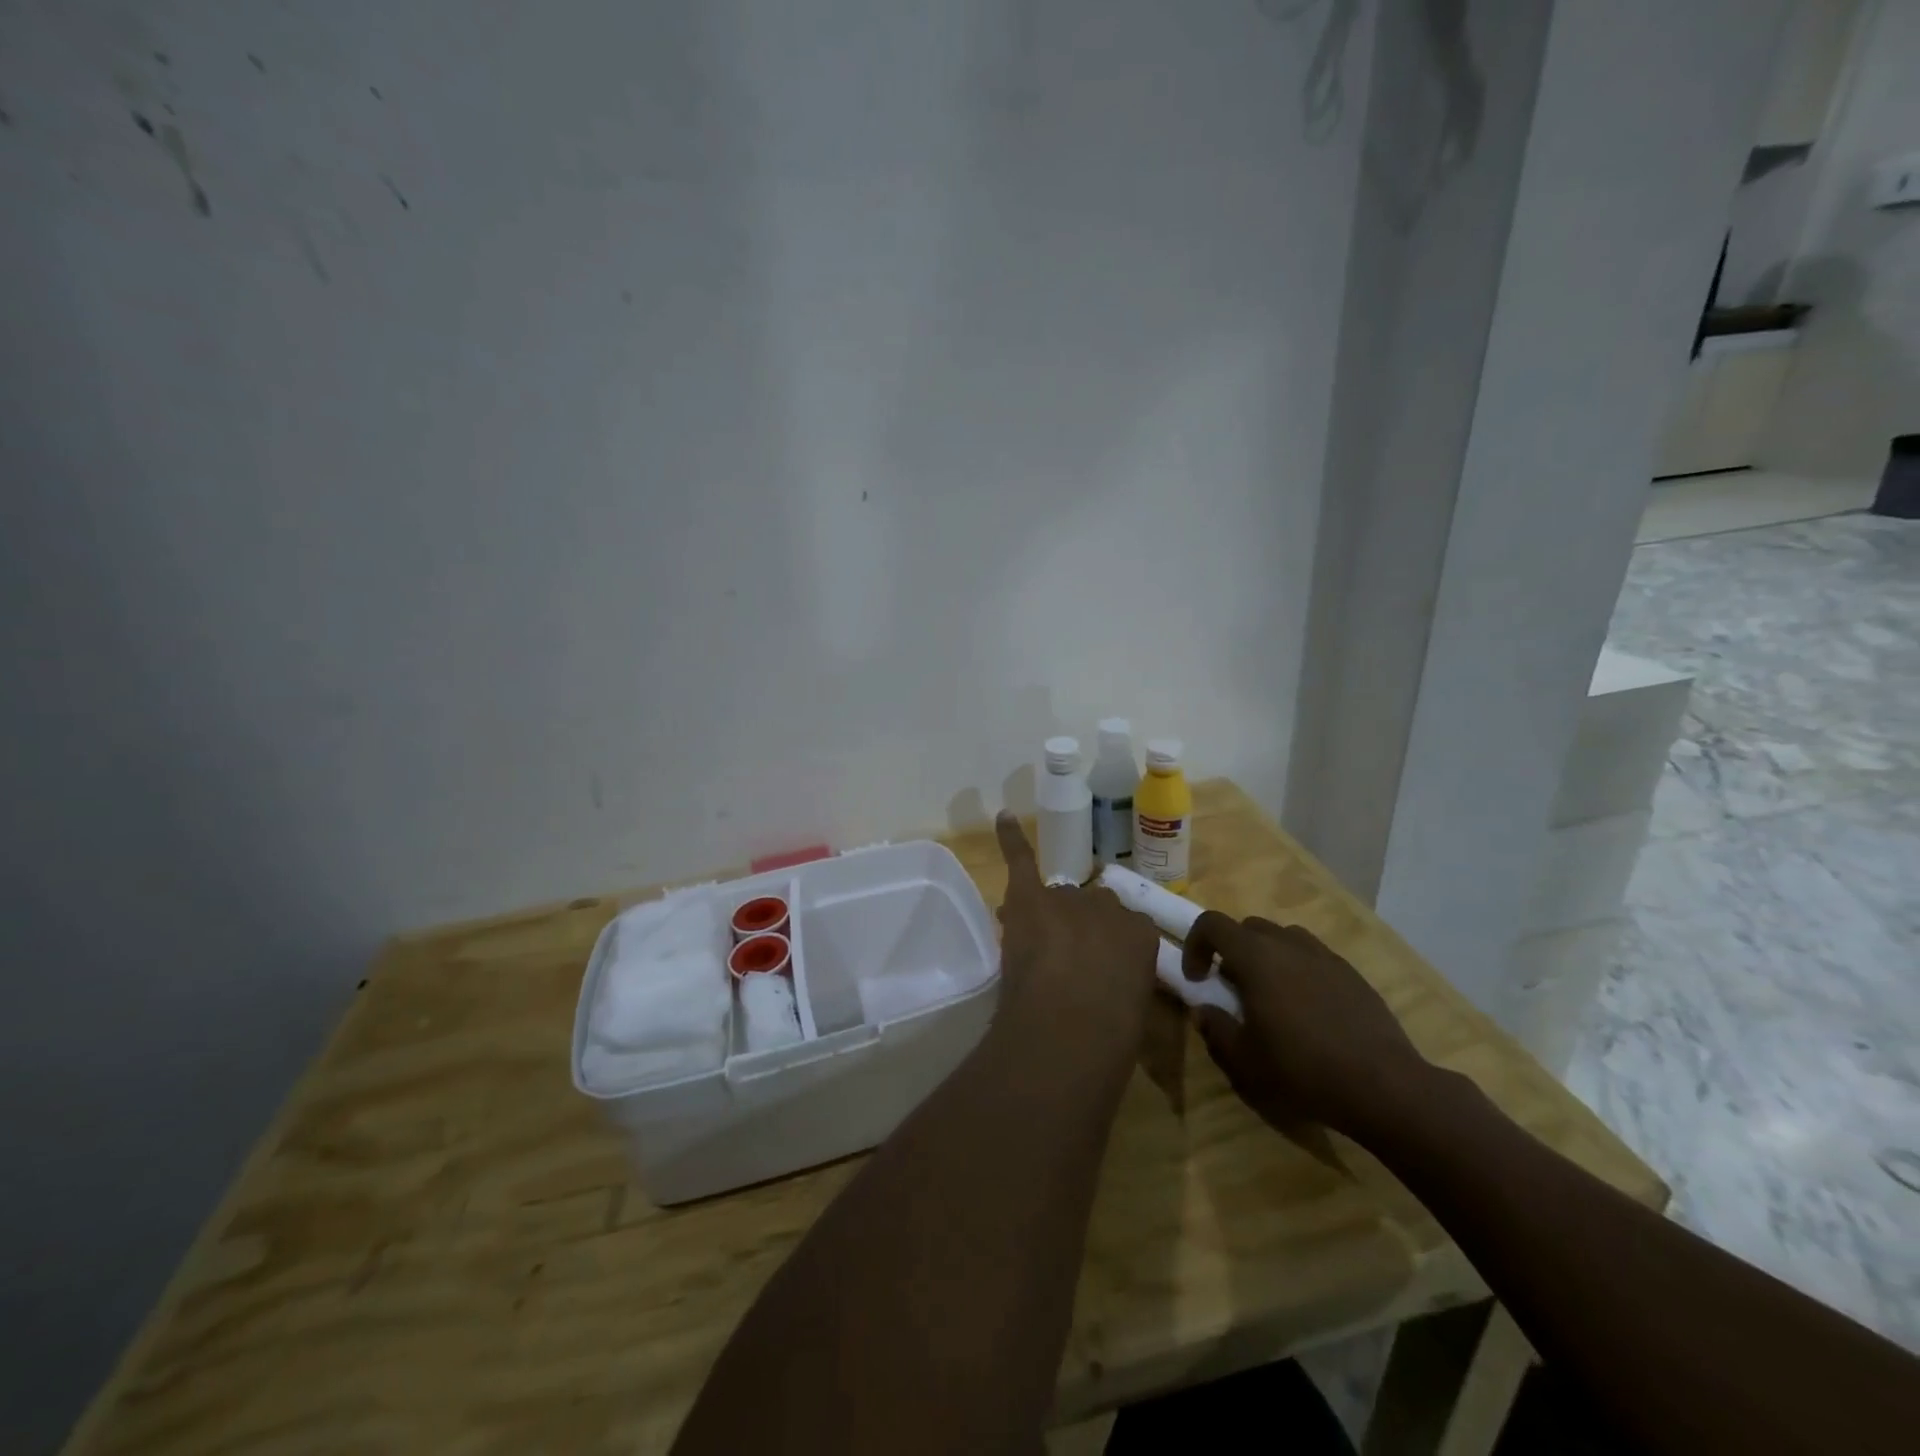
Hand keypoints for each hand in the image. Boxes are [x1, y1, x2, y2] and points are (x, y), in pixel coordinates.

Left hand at [991, 815, 1158, 1072]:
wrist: (1069, 1031)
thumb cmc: (1110, 1037)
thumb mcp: (1135, 1012)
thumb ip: (1124, 984)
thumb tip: (1108, 984)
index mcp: (1142, 934)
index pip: (1124, 929)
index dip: (1105, 950)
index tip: (1097, 970)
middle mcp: (1109, 906)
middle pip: (1089, 909)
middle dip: (1078, 930)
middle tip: (1064, 964)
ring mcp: (1068, 899)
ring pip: (1056, 899)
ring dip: (1048, 916)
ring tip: (1034, 944)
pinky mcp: (1029, 896)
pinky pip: (1021, 859)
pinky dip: (1011, 839)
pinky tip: (1003, 817)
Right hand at [1183, 912, 1428, 1137]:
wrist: (1384, 1086)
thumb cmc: (1302, 1069)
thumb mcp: (1244, 1060)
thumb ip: (1216, 1029)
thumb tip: (1203, 1011)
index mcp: (1256, 957)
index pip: (1212, 924)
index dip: (1196, 944)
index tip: (1198, 978)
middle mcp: (1289, 944)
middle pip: (1249, 927)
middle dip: (1232, 950)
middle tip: (1232, 988)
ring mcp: (1325, 956)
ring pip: (1284, 938)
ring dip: (1267, 956)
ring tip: (1271, 995)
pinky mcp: (1353, 974)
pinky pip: (1314, 957)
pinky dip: (1299, 970)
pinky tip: (1308, 1009)